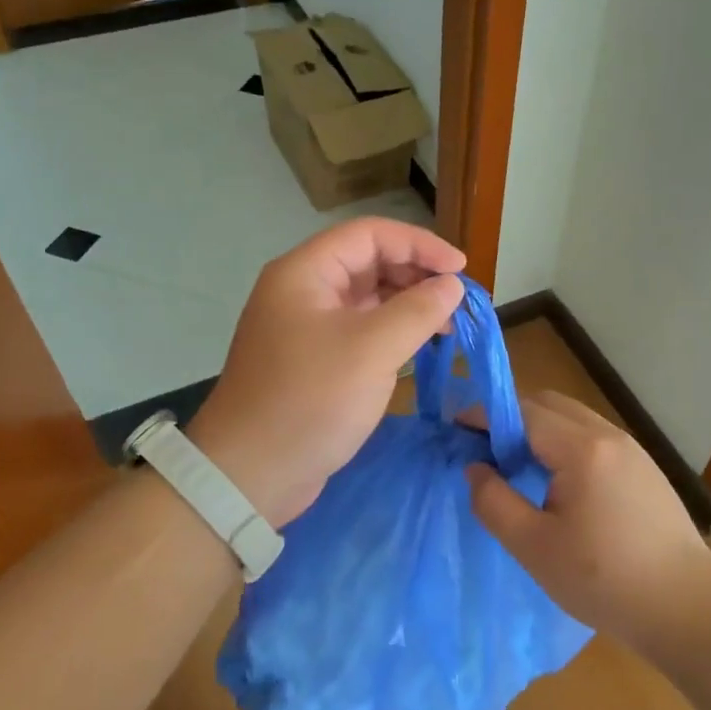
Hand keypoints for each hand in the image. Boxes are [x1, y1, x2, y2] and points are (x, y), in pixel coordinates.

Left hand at [189, 218, 464, 526]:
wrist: (250, 474)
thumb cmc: (311, 400)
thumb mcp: (372, 350)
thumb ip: (418, 310)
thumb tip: (452, 286)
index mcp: (305, 272)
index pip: (370, 234)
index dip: (419, 244)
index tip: (461, 269)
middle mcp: (302, 290)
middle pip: (368, 263)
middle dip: (416, 275)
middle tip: (458, 301)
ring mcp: (306, 326)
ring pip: (366, 299)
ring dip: (408, 305)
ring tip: (448, 325)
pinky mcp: (313, 360)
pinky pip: (360, 330)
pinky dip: (392, 332)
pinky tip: (420, 346)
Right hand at [466, 391, 710, 645]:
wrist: (687, 608)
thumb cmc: (604, 581)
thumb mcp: (534, 547)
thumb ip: (494, 502)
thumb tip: (474, 468)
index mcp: (581, 449)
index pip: (522, 412)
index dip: (484, 416)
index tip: (455, 428)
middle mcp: (608, 435)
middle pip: (548, 404)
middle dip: (510, 416)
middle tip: (483, 448)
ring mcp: (631, 448)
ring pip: (572, 418)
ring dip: (538, 428)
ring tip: (515, 465)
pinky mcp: (643, 466)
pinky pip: (592, 436)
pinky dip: (563, 441)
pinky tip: (556, 480)